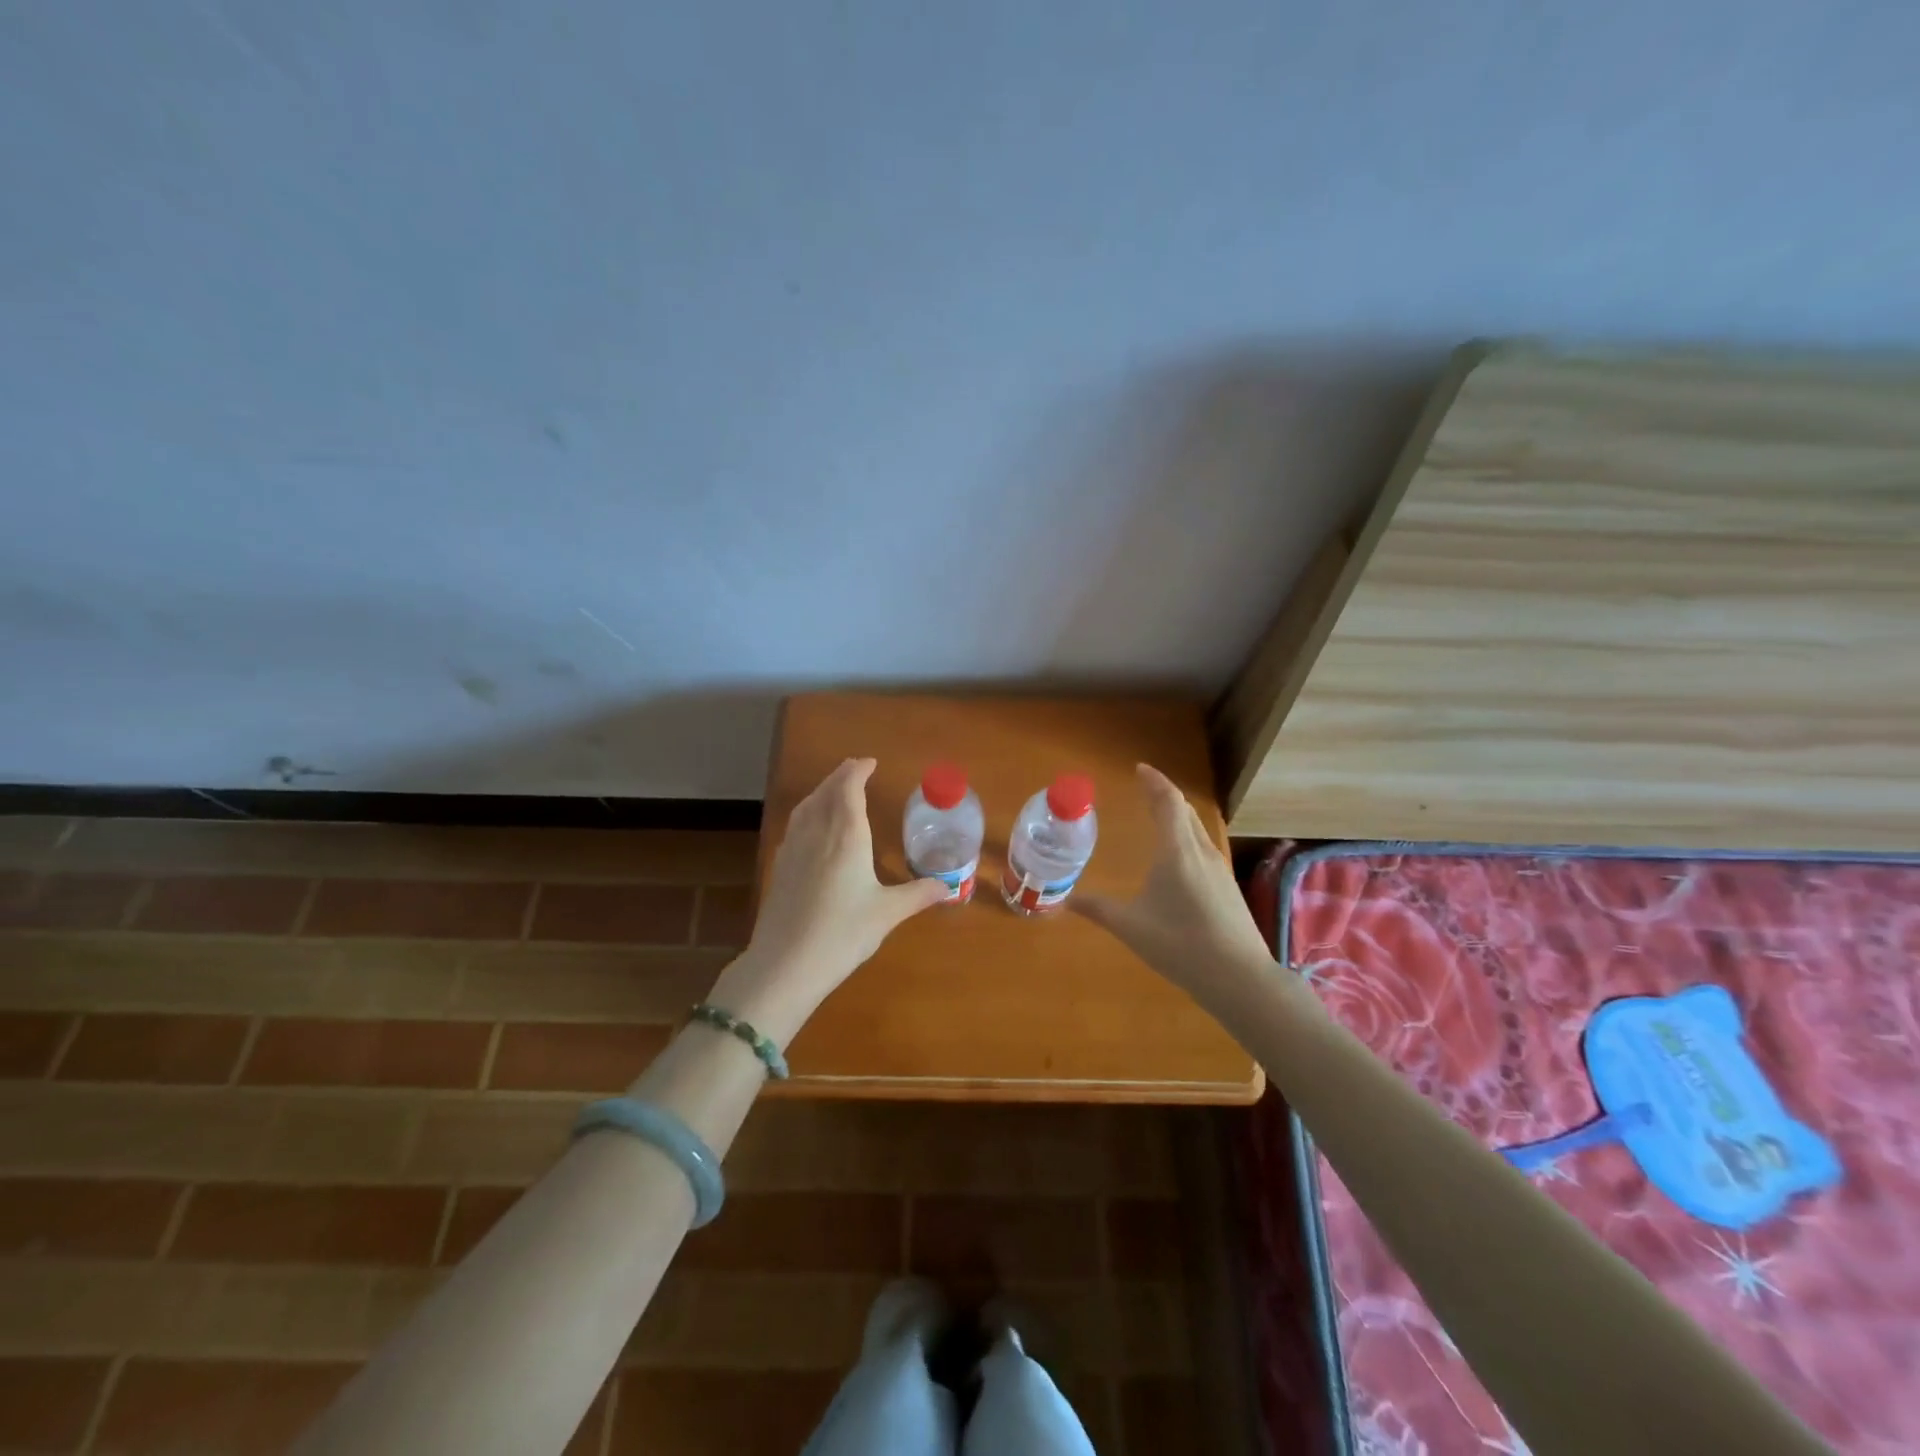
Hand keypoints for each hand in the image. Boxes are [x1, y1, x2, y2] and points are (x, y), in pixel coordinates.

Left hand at [706, 758, 948, 1043]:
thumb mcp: (888, 914)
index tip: (870, 763)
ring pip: (807, 805)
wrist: (786, 964)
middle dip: (841, 776)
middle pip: (826, 791)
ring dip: (822, 790)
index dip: (858, 771)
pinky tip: (812, 825)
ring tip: (835, 789)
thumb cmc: (843, 933)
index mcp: (847, 835)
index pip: (849, 788)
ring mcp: (793, 848)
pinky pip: (795, 823)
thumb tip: (948, 888)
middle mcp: (817, 832)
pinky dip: (808, 810)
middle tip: (855, 769)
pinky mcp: (780, 866)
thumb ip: (918, 895)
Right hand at [1074, 763, 1270, 989]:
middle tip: (1144, 788)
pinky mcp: (1228, 887)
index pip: (1167, 802)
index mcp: (1177, 851)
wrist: (1239, 977)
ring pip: (1197, 829)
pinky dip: (1187, 837)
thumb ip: (1098, 909)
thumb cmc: (1181, 945)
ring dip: (1178, 816)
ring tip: (1159, 817)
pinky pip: (1203, 847)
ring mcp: (1219, 869)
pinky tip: (1179, 858)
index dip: (1154, 781)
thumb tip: (1063, 901)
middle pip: (1184, 811)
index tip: (1139, 769)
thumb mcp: (1131, 927)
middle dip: (1164, 795)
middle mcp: (1201, 851)